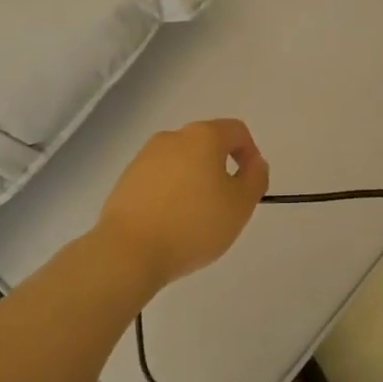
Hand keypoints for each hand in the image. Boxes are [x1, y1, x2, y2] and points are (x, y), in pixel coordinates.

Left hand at [94, 120, 269, 290]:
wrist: (129, 250)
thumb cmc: (193, 224)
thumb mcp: (240, 205)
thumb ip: (255, 178)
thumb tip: (254, 163)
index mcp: (203, 136)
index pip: (236, 131)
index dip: (250, 153)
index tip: (250, 184)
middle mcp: (172, 137)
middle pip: (207, 144)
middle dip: (221, 169)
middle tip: (225, 205)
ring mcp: (145, 156)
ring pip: (182, 161)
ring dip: (195, 181)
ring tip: (196, 218)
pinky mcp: (127, 178)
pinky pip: (159, 178)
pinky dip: (171, 192)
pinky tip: (170, 222)